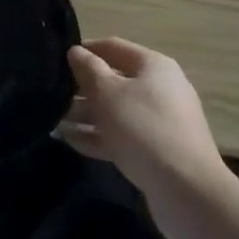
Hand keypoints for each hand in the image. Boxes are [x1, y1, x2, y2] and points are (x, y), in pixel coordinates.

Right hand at [60, 38, 223, 197]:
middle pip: (114, 80)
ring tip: (53, 121)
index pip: (113, 47)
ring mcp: (160, 122)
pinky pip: (122, 136)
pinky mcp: (157, 151)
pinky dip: (98, 136)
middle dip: (81, 88)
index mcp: (153, 66)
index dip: (85, 49)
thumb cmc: (143, 128)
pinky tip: (69, 141)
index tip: (57, 58)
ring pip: (116, 111)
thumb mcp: (108, 93)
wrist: (187, 191)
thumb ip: (88, 69)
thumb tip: (75, 52)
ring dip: (86, 114)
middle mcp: (159, 89)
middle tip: (51, 95)